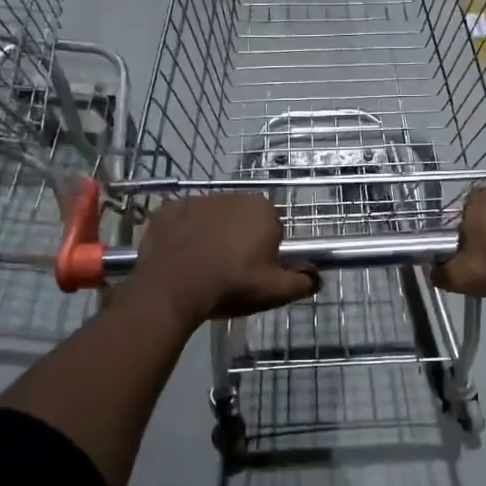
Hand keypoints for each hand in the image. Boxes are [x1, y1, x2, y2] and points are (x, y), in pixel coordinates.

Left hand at [132, 193, 316, 325]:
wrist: (173, 289)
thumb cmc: (232, 285)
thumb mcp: (276, 290)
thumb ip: (303, 281)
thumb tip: (317, 277)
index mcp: (261, 209)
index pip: (272, 228)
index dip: (265, 251)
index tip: (254, 271)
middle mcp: (231, 195)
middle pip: (241, 219)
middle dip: (238, 239)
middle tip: (230, 271)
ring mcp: (195, 200)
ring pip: (211, 218)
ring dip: (211, 235)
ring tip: (202, 266)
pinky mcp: (167, 209)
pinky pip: (182, 221)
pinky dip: (183, 235)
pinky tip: (180, 258)